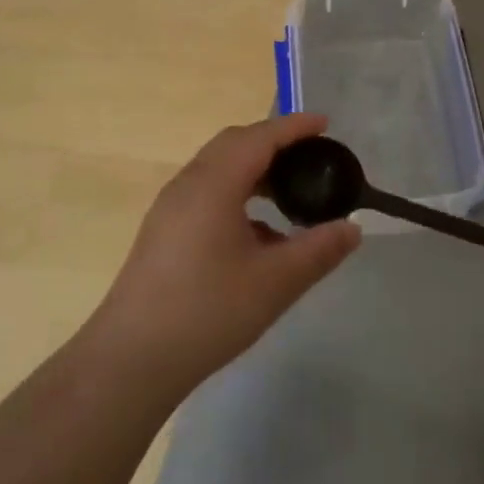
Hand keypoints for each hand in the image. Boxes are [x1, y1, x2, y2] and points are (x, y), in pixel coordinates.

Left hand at [88, 114, 361, 397]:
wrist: (131, 359)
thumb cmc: (208, 312)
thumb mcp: (275, 282)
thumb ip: (319, 250)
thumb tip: (352, 228)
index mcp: (214, 184)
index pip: (260, 137)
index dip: (294, 127)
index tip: (325, 124)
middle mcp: (189, 184)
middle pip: (235, 144)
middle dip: (274, 142)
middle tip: (310, 155)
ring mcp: (171, 207)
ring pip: (218, 168)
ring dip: (254, 169)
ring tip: (288, 191)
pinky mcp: (163, 231)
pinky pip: (206, 191)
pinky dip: (237, 192)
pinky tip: (257, 232)